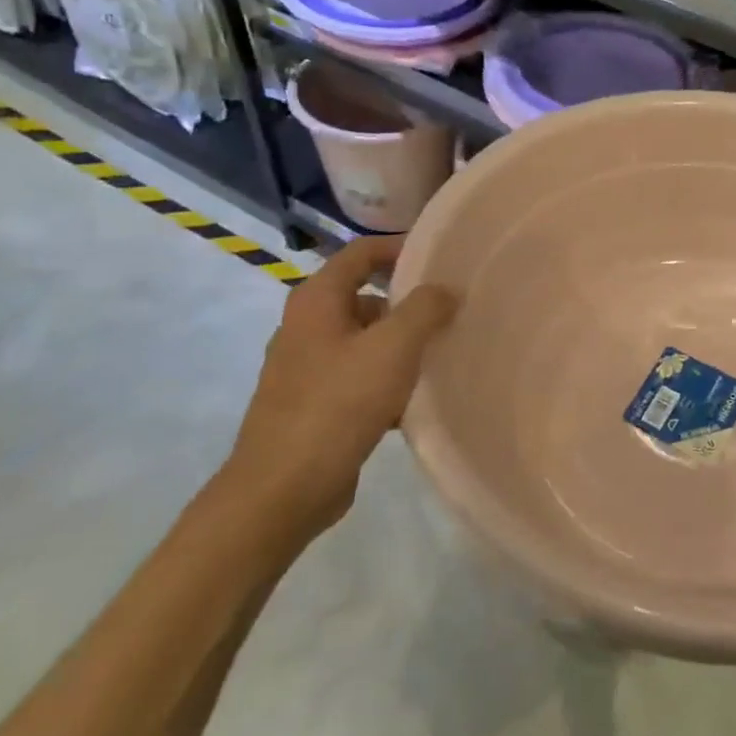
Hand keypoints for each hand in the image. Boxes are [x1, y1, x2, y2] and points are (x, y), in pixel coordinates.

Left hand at [220, 235, 455, 551]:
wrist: (283, 489)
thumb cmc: (338, 404)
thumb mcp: (393, 347)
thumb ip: (425, 308)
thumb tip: (445, 289)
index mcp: (317, 301)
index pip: (362, 252)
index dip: (402, 247)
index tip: (443, 258)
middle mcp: (307, 326)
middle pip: (366, 296)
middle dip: (409, 302)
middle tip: (452, 310)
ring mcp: (307, 368)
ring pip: (366, 340)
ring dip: (402, 344)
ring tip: (443, 354)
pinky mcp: (314, 404)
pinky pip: (360, 376)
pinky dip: (388, 379)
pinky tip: (416, 400)